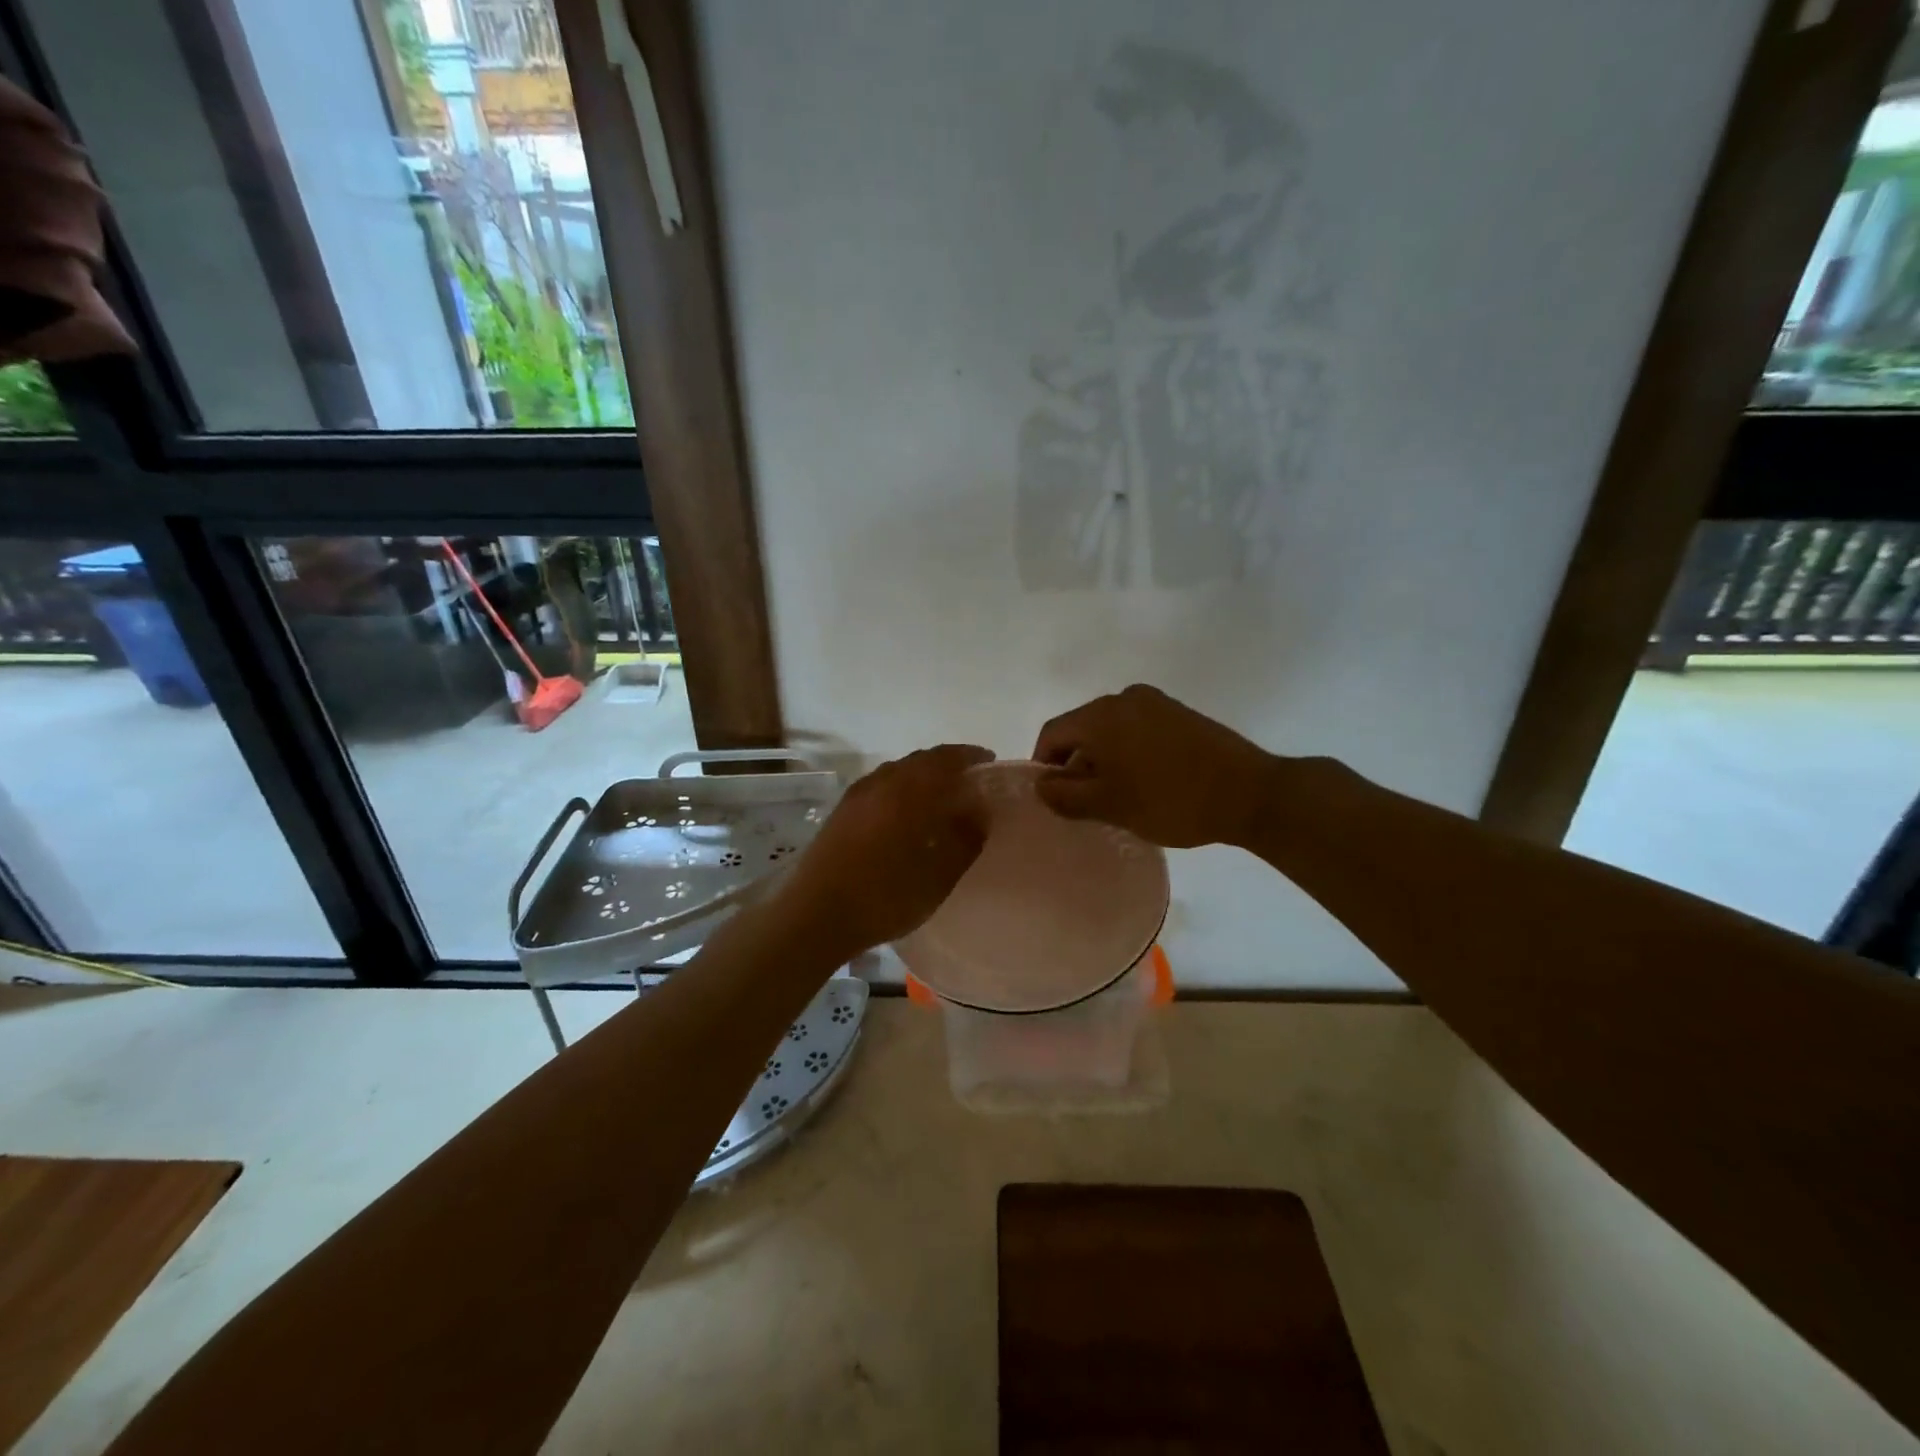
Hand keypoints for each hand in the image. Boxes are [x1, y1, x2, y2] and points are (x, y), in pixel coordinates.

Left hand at [778, 744, 991, 954]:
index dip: (970, 756)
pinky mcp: (841, 812)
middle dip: (946, 763)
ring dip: (921, 774)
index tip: (989, 762)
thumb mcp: (939, 875)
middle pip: (919, 760)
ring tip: (940, 793)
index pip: (945, 759)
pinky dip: (900, 787)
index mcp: (907, 790)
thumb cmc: (885, 896)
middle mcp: (880, 782)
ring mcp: (856, 796)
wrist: (816, 915)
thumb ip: (965, 838)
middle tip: (969, 778)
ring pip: (896, 772)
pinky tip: (905, 810)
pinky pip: (879, 786)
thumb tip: (979, 811)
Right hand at [1032, 685, 1276, 847]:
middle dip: (1076, 764)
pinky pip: (1138, 729)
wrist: (1250, 793)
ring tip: (1117, 796)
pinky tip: (1146, 781)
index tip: (1054, 798)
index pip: (1053, 733)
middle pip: (1082, 728)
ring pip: (1111, 730)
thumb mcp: (1110, 805)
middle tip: (1085, 803)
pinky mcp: (1180, 713)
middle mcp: (1124, 697)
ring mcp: (1156, 702)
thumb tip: (1041, 785)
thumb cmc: (1170, 799)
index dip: (1044, 766)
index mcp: (1100, 714)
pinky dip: (1130, 752)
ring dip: (1104, 760)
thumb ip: (1066, 795)